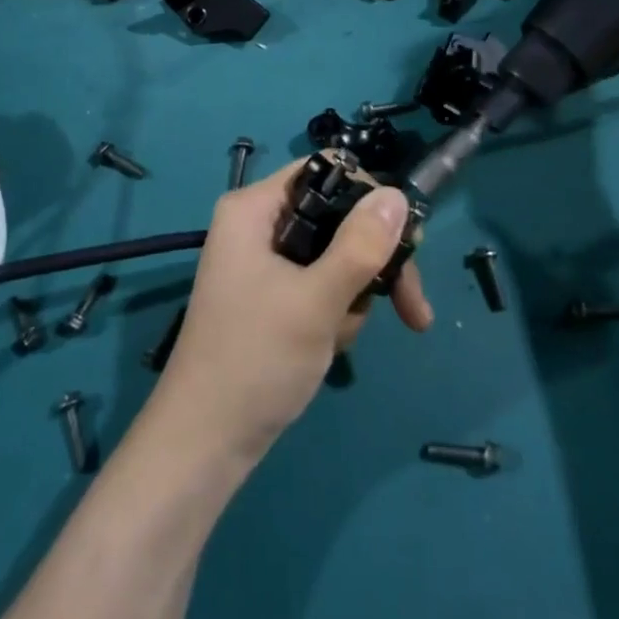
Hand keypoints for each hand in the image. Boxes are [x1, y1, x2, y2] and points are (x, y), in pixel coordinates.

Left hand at [151, 160, 433, 463]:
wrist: (206, 446)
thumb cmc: (255, 361)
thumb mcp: (316, 300)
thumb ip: (361, 245)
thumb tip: (398, 194)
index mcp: (254, 208)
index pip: (325, 172)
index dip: (369, 198)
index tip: (406, 241)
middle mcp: (258, 225)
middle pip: (338, 217)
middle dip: (372, 264)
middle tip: (412, 307)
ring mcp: (265, 262)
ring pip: (336, 255)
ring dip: (353, 297)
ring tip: (339, 338)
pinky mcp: (273, 295)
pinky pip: (321, 285)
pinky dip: (336, 313)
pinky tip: (329, 347)